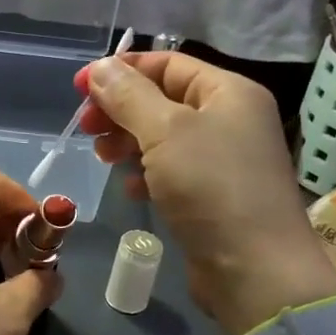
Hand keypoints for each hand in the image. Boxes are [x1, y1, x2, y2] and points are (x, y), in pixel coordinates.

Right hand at [75, 51, 335, 334]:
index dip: (122, 70)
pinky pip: (172, 172)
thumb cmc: (212, 187)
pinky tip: (129, 189)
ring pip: (164, 137)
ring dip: (129, 142)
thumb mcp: (165, 132)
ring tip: (103, 158)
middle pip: (163, 99)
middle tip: (86, 128)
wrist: (255, 270)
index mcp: (229, 92)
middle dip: (121, 109)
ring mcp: (224, 160)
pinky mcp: (214, 196)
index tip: (80, 87)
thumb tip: (100, 68)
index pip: (168, 64)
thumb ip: (129, 95)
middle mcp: (230, 119)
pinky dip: (146, 174)